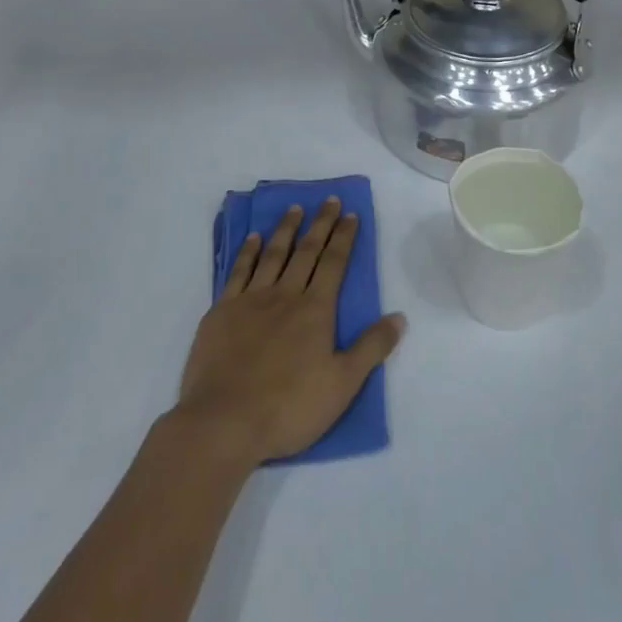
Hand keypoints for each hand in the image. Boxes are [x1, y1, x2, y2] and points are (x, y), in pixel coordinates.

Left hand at [176, 197, 405, 466]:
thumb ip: (371, 348)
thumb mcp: (343, 384)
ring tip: (295, 208)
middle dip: (320, 224)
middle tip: (329, 200)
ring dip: (286, 229)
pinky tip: (254, 238)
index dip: (344, 237)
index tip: (351, 214)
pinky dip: (248, 252)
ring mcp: (250, 300)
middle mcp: (285, 295)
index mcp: (315, 310)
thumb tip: (400, 317)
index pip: (334, 263)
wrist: (224, 421)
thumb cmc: (289, 407)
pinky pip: (238, 271)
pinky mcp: (221, 311)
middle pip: (306, 251)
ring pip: (273, 254)